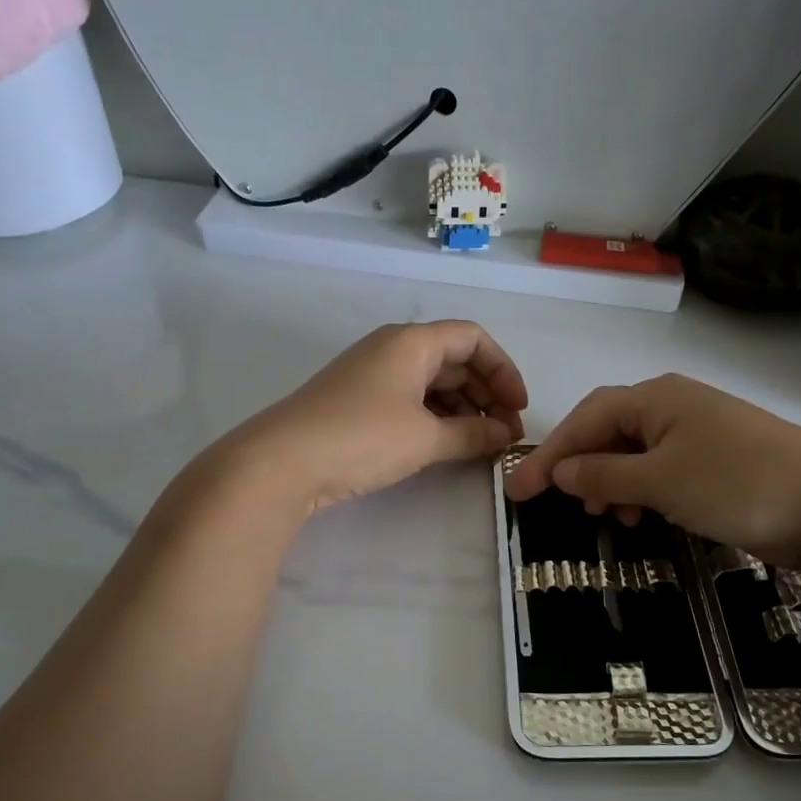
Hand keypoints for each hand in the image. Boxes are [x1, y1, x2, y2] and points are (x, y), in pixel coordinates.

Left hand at [227, 321, 527, 513]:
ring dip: (463, 410)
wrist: (281, 462)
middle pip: (455, 360)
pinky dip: (435, 419)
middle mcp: (393, 349)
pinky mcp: (357, 402)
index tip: (518, 408)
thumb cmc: (362, 438)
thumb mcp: (426, 438)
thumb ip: (473, 435)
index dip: (504, 370)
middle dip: (487, 394)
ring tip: (481, 445)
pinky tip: (447, 446)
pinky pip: (410, 401)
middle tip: (506, 434)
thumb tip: (506, 436)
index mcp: (412, 342)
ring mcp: (372, 375)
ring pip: (433, 383)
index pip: (473, 338)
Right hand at [503, 374, 800, 565]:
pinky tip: (638, 515)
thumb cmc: (735, 482)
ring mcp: (697, 433)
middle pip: (608, 432)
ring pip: (633, 453)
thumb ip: (604, 475)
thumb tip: (561, 472)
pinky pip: (660, 470)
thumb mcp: (660, 480)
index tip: (519, 489)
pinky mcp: (715, 461)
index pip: (587, 419)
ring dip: (609, 482)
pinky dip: (640, 491)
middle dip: (579, 466)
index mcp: (656, 398)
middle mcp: (673, 407)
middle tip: (554, 503)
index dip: (550, 453)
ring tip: (602, 516)